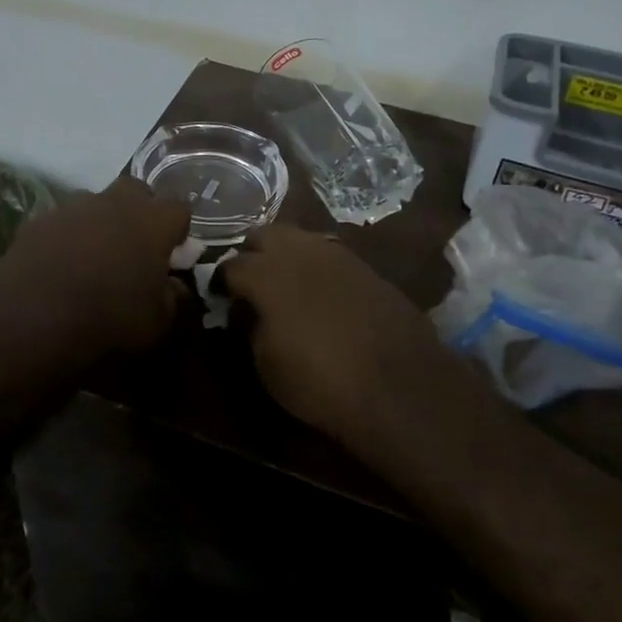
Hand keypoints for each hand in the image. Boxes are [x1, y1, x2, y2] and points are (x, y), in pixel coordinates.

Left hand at [0, 178, 190, 372]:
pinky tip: (58, 266)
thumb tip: (173, 287)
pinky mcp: (37, 221)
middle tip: (135, 243)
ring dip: (99, 221)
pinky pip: (59, 222)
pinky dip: (64, 237)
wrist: (34, 321)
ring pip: (93, 202)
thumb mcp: (156, 324)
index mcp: (151, 222)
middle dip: (139, 210)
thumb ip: (171, 299)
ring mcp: (72, 208)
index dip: (178, 229)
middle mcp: (113, 203)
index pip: (178, 209)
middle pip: (136, 189)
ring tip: (92, 255)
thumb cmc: (109, 321)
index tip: (173, 252)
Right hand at [222, 225, 448, 448]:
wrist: (399, 385)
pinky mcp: (364, 266)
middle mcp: (298, 251)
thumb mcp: (266, 364)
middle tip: (252, 283)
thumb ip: (250, 327)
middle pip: (263, 235)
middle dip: (252, 253)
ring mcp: (335, 254)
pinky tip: (320, 291)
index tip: (221, 298)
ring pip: (299, 237)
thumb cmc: (320, 380)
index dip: (222, 282)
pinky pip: (328, 254)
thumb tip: (249, 311)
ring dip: (286, 254)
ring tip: (286, 283)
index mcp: (265, 273)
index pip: (230, 265)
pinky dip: (316, 266)